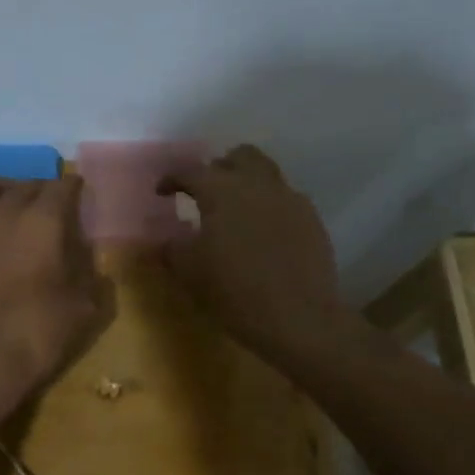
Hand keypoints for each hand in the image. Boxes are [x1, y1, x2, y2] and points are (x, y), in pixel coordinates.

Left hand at [0, 177, 111, 421]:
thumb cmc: (38, 333)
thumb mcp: (84, 307)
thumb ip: (90, 275)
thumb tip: (90, 260)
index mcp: (42, 221)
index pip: (62, 187)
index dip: (74, 188)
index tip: (81, 196)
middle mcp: (3, 213)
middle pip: (25, 186)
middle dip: (42, 191)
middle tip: (52, 207)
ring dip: (1, 190)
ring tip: (10, 203)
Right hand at [158, 146, 348, 366]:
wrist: (298, 318)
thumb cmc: (234, 291)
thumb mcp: (189, 272)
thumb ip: (171, 248)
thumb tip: (164, 238)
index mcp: (222, 191)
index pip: (190, 171)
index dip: (172, 178)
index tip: (162, 192)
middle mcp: (258, 184)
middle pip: (239, 156)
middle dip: (219, 168)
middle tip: (206, 193)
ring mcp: (290, 199)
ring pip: (267, 173)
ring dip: (247, 183)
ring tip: (236, 210)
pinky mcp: (312, 219)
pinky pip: (286, 199)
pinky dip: (270, 207)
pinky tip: (264, 234)